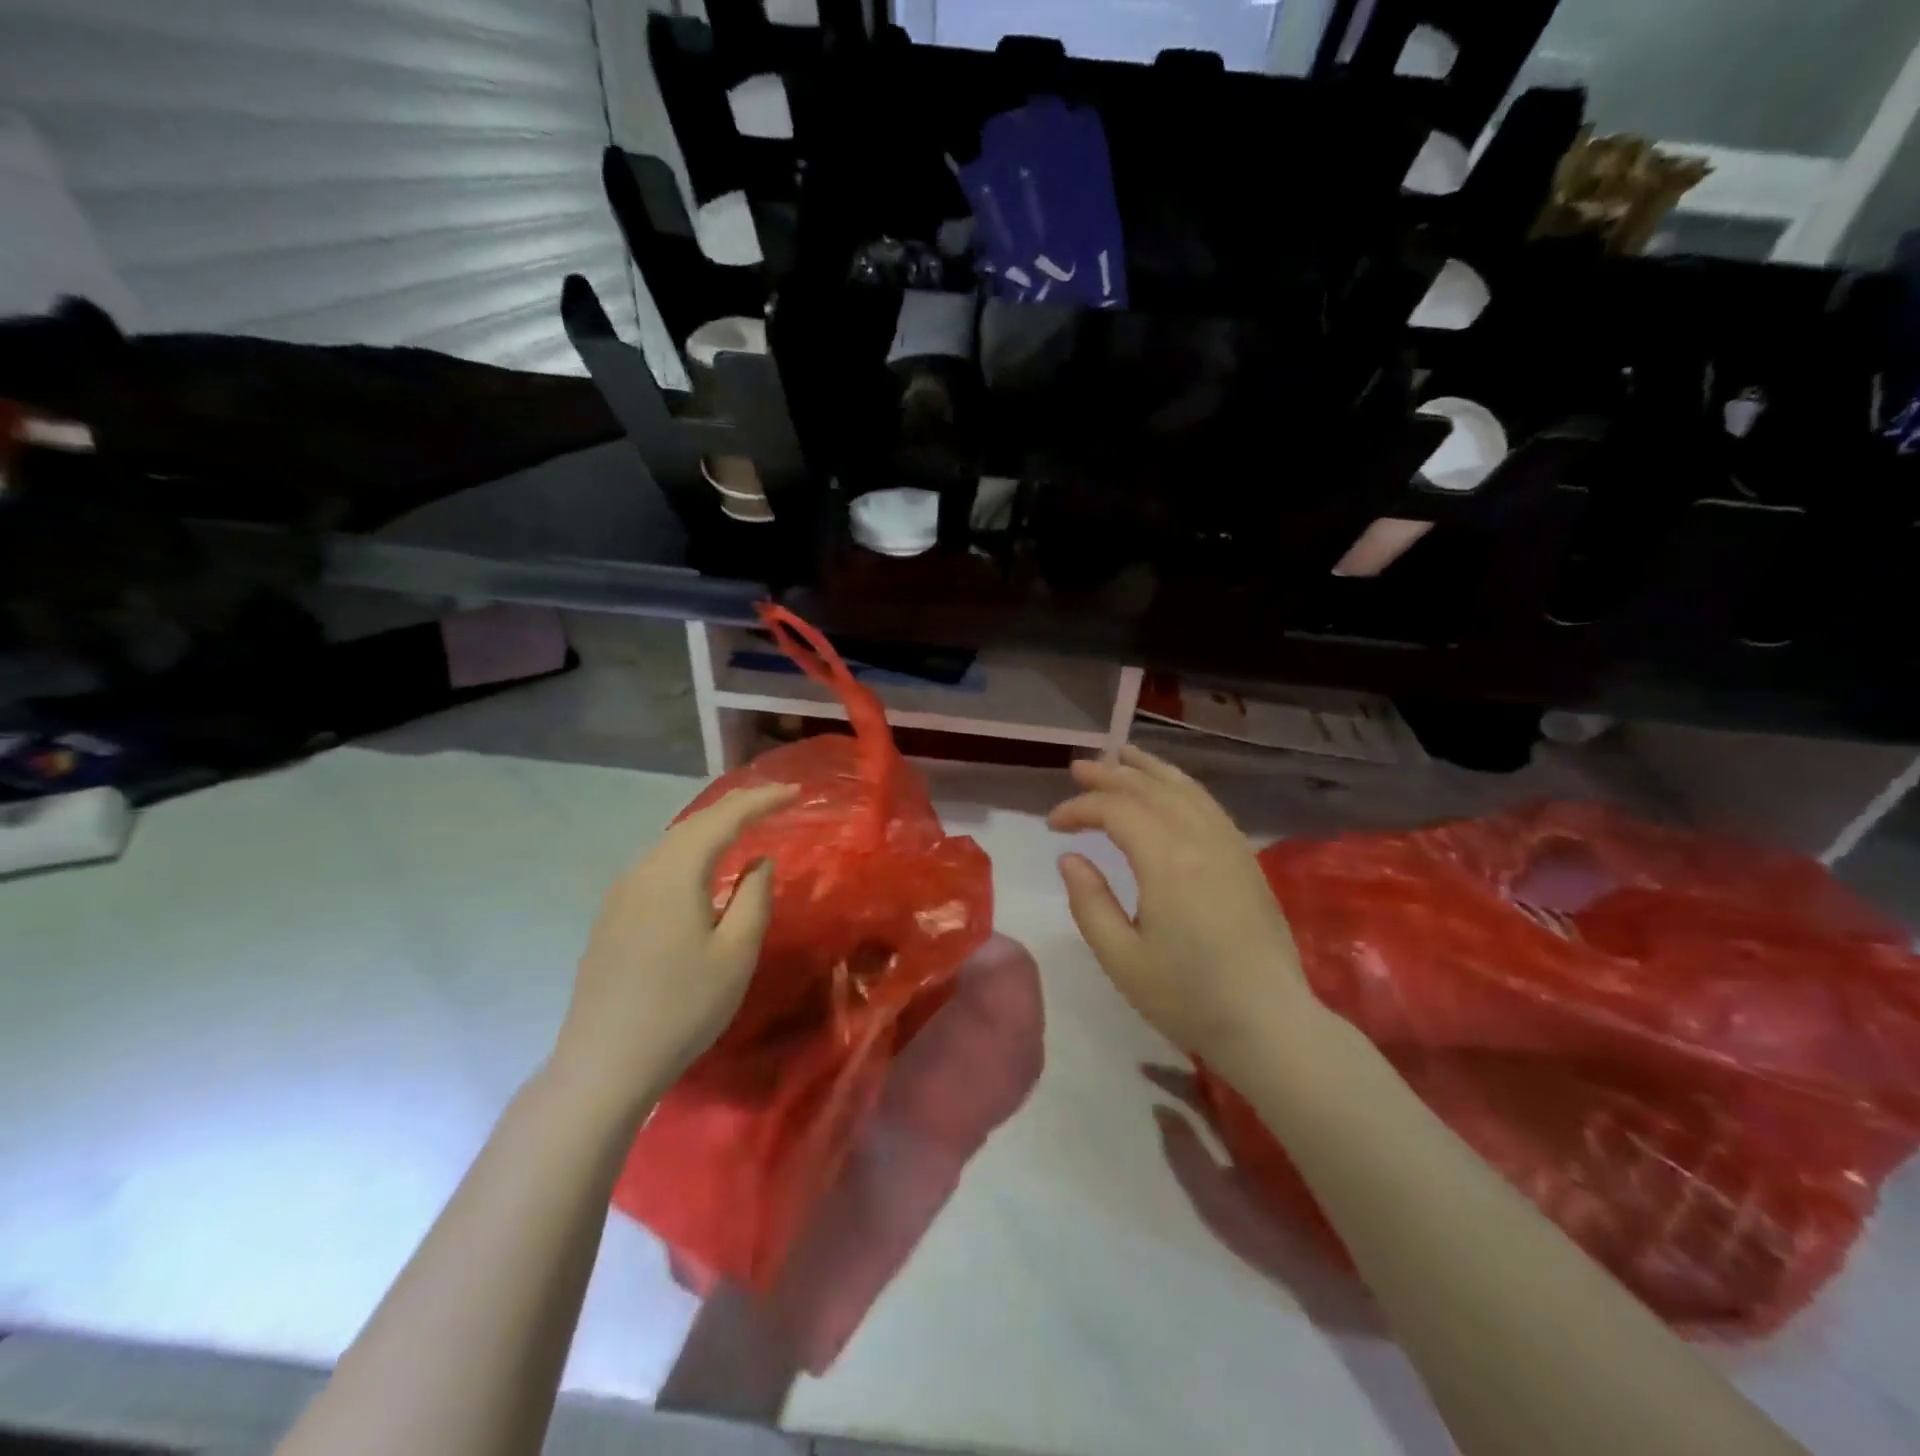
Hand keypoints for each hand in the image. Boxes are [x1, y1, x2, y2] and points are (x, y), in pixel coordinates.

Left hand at [554, 784, 797, 1116]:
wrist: (604, 1064)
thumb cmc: (682, 1008)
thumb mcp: (736, 954)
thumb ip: (754, 898)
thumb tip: (758, 863)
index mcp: (674, 873)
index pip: (724, 819)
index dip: (761, 801)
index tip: (795, 793)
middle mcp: (642, 871)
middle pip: (694, 824)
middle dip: (736, 808)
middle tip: (774, 802)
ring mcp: (620, 894)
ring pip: (673, 844)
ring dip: (711, 830)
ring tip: (744, 827)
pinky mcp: (612, 918)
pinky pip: (659, 867)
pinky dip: (691, 853)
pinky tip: (702, 870)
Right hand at [1049, 746, 1316, 1076]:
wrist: (1270, 1024)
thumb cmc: (1188, 998)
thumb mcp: (1121, 959)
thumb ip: (1089, 902)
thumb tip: (1071, 857)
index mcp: (1167, 862)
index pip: (1115, 811)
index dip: (1079, 809)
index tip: (1053, 825)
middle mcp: (1200, 840)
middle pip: (1149, 788)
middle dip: (1109, 774)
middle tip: (1078, 768)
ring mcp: (1230, 845)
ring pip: (1184, 788)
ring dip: (1147, 769)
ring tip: (1121, 755)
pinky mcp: (1246, 858)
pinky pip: (1208, 804)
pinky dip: (1180, 785)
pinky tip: (1168, 788)